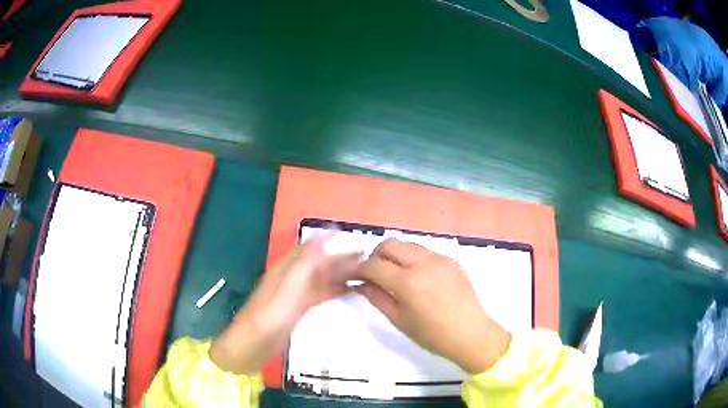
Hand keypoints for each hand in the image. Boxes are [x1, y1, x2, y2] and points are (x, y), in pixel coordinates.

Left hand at [210, 233, 361, 374]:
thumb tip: (323, 235)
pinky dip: (335, 290)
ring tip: (364, 272)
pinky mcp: (299, 309)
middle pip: (319, 263)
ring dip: (340, 274)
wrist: (254, 342)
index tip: (348, 234)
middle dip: (340, 258)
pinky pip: (321, 294)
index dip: (327, 240)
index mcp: (288, 267)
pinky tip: (349, 291)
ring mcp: (296, 293)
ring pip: (322, 278)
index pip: (310, 247)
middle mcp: (292, 277)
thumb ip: (307, 260)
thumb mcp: (290, 284)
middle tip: (366, 256)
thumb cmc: (271, 312)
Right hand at [355, 239, 510, 373]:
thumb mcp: (399, 320)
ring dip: (395, 254)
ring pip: (407, 244)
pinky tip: (417, 276)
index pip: (373, 265)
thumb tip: (359, 284)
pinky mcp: (451, 259)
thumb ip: (376, 297)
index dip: (358, 269)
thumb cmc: (432, 334)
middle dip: (375, 255)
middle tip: (373, 273)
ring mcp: (440, 258)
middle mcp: (423, 262)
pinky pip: (425, 251)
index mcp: (408, 281)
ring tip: (394, 273)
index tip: (353, 276)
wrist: (471, 334)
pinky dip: (413, 258)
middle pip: (389, 244)